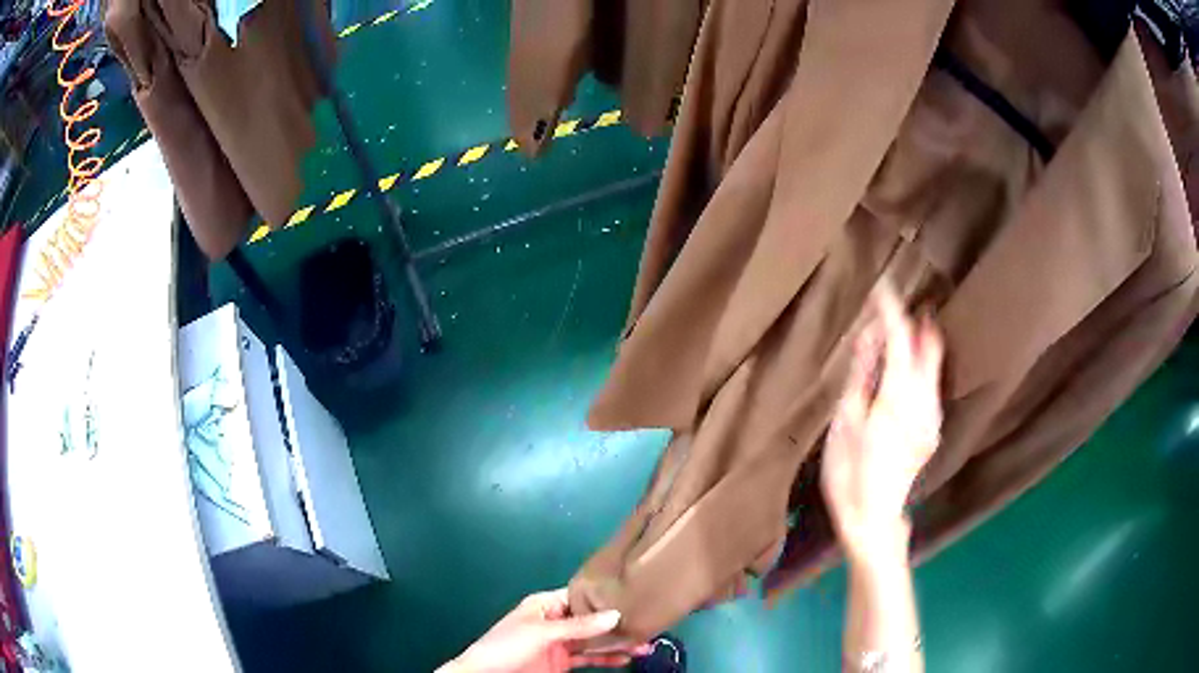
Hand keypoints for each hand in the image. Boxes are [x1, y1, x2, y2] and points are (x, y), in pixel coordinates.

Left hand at [438, 589, 649, 672]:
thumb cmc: (507, 646)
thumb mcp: (541, 633)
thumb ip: (578, 626)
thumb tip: (615, 614)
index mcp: (545, 604)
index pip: (581, 596)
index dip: (605, 597)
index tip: (635, 596)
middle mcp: (556, 620)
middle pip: (591, 619)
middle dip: (617, 622)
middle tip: (648, 623)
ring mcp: (560, 643)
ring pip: (593, 640)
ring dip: (616, 642)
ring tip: (645, 643)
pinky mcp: (561, 662)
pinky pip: (588, 657)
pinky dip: (606, 658)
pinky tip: (626, 659)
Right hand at [821, 284, 944, 561]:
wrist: (872, 518)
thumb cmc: (850, 472)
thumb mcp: (847, 421)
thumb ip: (863, 374)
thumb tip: (871, 335)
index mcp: (899, 396)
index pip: (900, 339)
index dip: (892, 311)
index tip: (883, 288)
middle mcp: (925, 401)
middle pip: (928, 347)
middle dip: (915, 324)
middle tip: (894, 309)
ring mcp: (933, 416)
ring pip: (933, 366)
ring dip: (919, 345)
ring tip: (897, 335)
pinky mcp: (932, 429)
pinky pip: (931, 386)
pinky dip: (921, 369)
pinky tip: (906, 371)